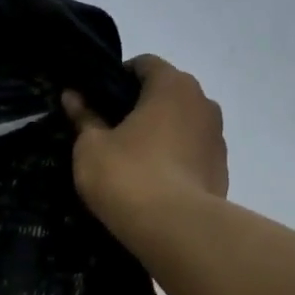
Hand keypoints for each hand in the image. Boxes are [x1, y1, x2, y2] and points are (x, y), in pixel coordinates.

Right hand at [63, 55, 227, 232]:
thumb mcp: (91, 147)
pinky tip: (154, 184)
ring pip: (182, 126)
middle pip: (166, 94)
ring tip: (133, 162)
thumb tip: (73, 96)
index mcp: (172, 85)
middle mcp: (203, 103)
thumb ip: (84, 117)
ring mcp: (217, 138)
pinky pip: (192, 155)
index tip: (97, 102)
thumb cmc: (128, 176)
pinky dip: (174, 161)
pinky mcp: (222, 171)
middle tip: (110, 133)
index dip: (117, 79)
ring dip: (160, 135)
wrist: (175, 229)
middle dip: (140, 108)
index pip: (144, 64)